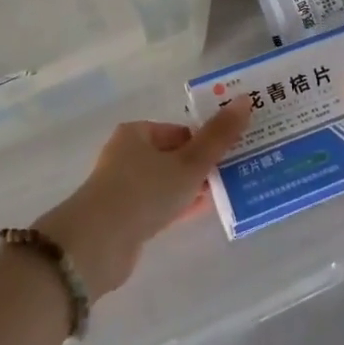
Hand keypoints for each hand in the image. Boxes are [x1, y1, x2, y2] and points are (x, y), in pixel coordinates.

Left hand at [35, 100, 251, 295]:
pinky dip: (179, 206)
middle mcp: (127, 155)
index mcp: (137, 133)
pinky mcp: (125, 217)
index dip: (207, 141)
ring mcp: (124, 188)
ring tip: (226, 193)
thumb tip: (245, 100)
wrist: (98, 244)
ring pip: (167, 182)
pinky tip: (201, 212)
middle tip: (235, 174)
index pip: (181, 131)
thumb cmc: (144, 192)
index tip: (233, 153)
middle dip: (202, 166)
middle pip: (174, 156)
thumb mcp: (188, 163)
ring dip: (192, 188)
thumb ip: (218, 136)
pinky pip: (159, 205)